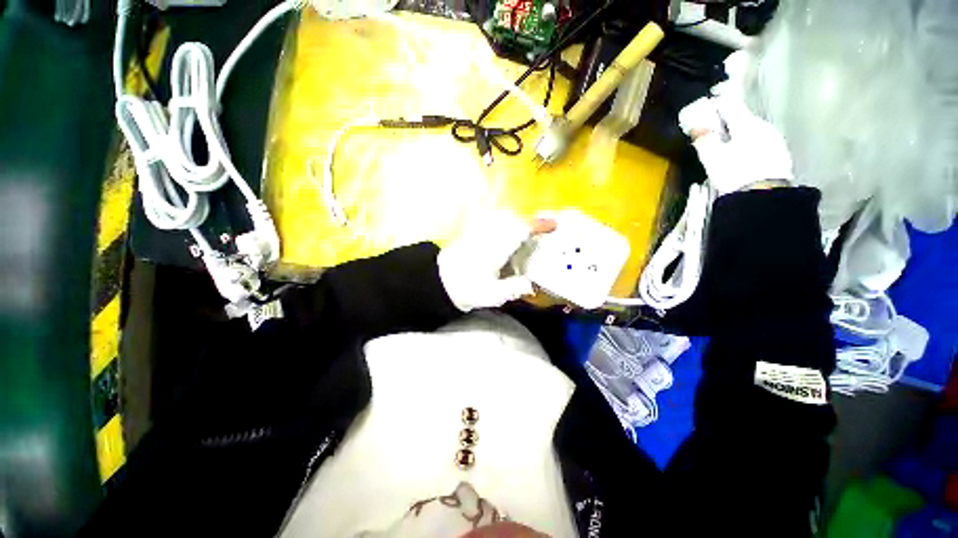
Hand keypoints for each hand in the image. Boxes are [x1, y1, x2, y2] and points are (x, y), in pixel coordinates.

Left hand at [438, 212, 555, 311]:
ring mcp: (480, 233)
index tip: (553, 224)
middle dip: (529, 223)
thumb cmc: (466, 288)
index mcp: (496, 249)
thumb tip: (531, 283)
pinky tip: (507, 237)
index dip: (538, 226)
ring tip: (527, 234)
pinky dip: (504, 224)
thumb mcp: (492, 295)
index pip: (520, 231)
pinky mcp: (473, 234)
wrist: (439, 282)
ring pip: (503, 218)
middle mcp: (489, 235)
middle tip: (542, 232)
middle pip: (513, 220)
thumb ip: (513, 288)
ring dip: (517, 223)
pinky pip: (493, 222)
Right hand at [678, 94, 792, 194]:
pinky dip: (749, 145)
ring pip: (752, 131)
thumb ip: (704, 138)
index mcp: (746, 123)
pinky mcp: (780, 154)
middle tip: (713, 131)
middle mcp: (763, 126)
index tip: (706, 105)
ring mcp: (774, 139)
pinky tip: (743, 157)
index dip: (715, 103)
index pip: (729, 104)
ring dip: (739, 135)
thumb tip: (696, 124)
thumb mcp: (712, 157)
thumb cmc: (735, 174)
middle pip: (742, 118)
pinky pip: (760, 142)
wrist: (765, 197)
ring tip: (727, 147)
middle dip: (727, 122)